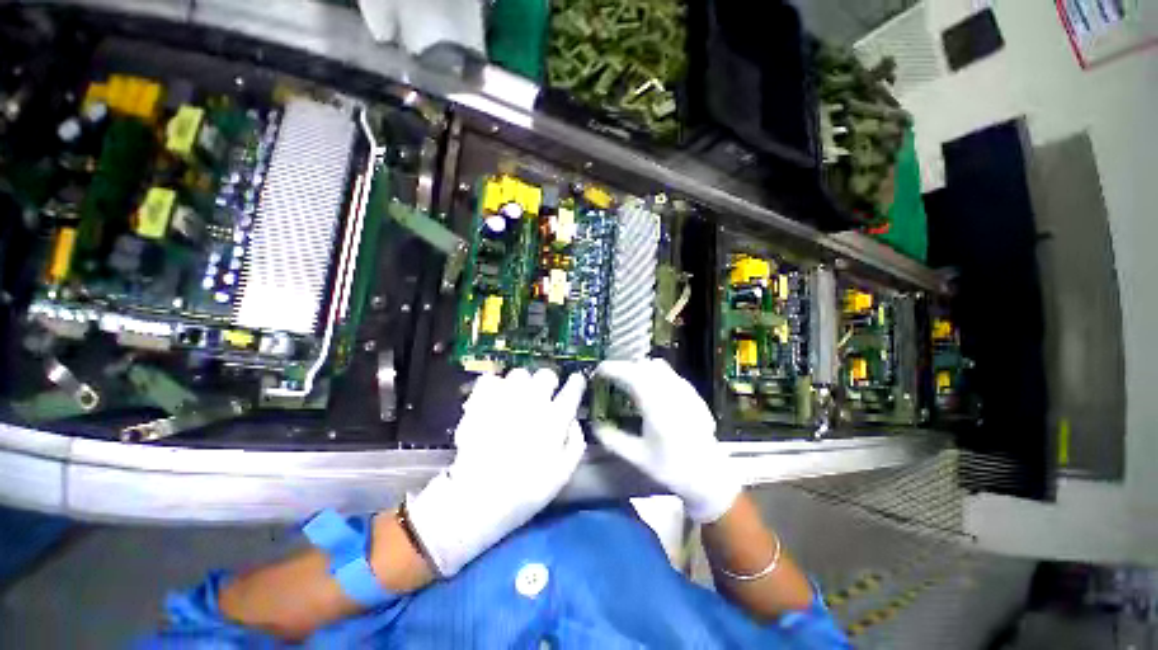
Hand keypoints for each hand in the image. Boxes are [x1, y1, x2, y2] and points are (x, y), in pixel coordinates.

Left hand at [406, 368, 586, 576]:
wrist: (478, 499)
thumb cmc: (525, 491)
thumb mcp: (563, 474)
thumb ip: (575, 443)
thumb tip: (574, 420)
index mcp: (555, 419)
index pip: (572, 389)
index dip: (576, 383)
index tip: (576, 382)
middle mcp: (533, 402)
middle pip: (546, 374)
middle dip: (548, 382)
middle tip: (543, 394)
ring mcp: (505, 399)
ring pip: (519, 373)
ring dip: (522, 383)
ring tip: (517, 397)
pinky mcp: (481, 401)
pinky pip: (490, 379)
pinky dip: (494, 385)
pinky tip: (494, 397)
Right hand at [593, 358, 739, 522]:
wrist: (709, 476)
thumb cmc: (672, 468)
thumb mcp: (638, 458)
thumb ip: (612, 439)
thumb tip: (594, 425)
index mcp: (657, 406)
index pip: (631, 374)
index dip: (613, 368)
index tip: (599, 371)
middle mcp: (672, 391)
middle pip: (643, 366)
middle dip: (624, 368)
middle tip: (610, 379)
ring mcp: (685, 390)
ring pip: (658, 366)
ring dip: (639, 368)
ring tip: (628, 383)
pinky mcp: (693, 393)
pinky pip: (669, 374)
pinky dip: (654, 374)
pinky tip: (650, 392)